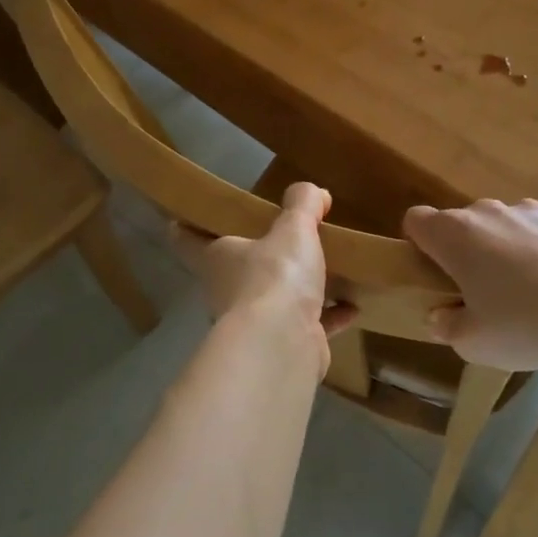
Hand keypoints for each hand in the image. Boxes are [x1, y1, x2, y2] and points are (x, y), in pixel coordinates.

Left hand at [172, 182, 358, 375]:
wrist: (282, 346)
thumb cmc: (275, 277)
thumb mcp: (293, 230)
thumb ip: (302, 206)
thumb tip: (312, 191)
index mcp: (216, 257)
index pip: (185, 237)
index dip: (185, 224)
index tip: (190, 213)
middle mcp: (227, 290)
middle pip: (234, 269)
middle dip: (256, 257)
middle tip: (280, 238)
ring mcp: (253, 324)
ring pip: (273, 300)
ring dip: (297, 290)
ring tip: (325, 270)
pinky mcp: (283, 346)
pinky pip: (307, 325)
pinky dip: (328, 316)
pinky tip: (352, 306)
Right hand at [403, 198, 537, 372]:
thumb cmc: (526, 325)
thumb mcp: (474, 343)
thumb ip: (447, 326)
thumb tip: (440, 316)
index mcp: (454, 235)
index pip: (416, 221)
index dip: (418, 245)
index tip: (433, 274)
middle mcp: (486, 211)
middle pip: (460, 223)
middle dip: (463, 251)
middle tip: (479, 293)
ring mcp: (529, 209)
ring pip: (501, 225)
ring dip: (502, 248)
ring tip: (527, 290)